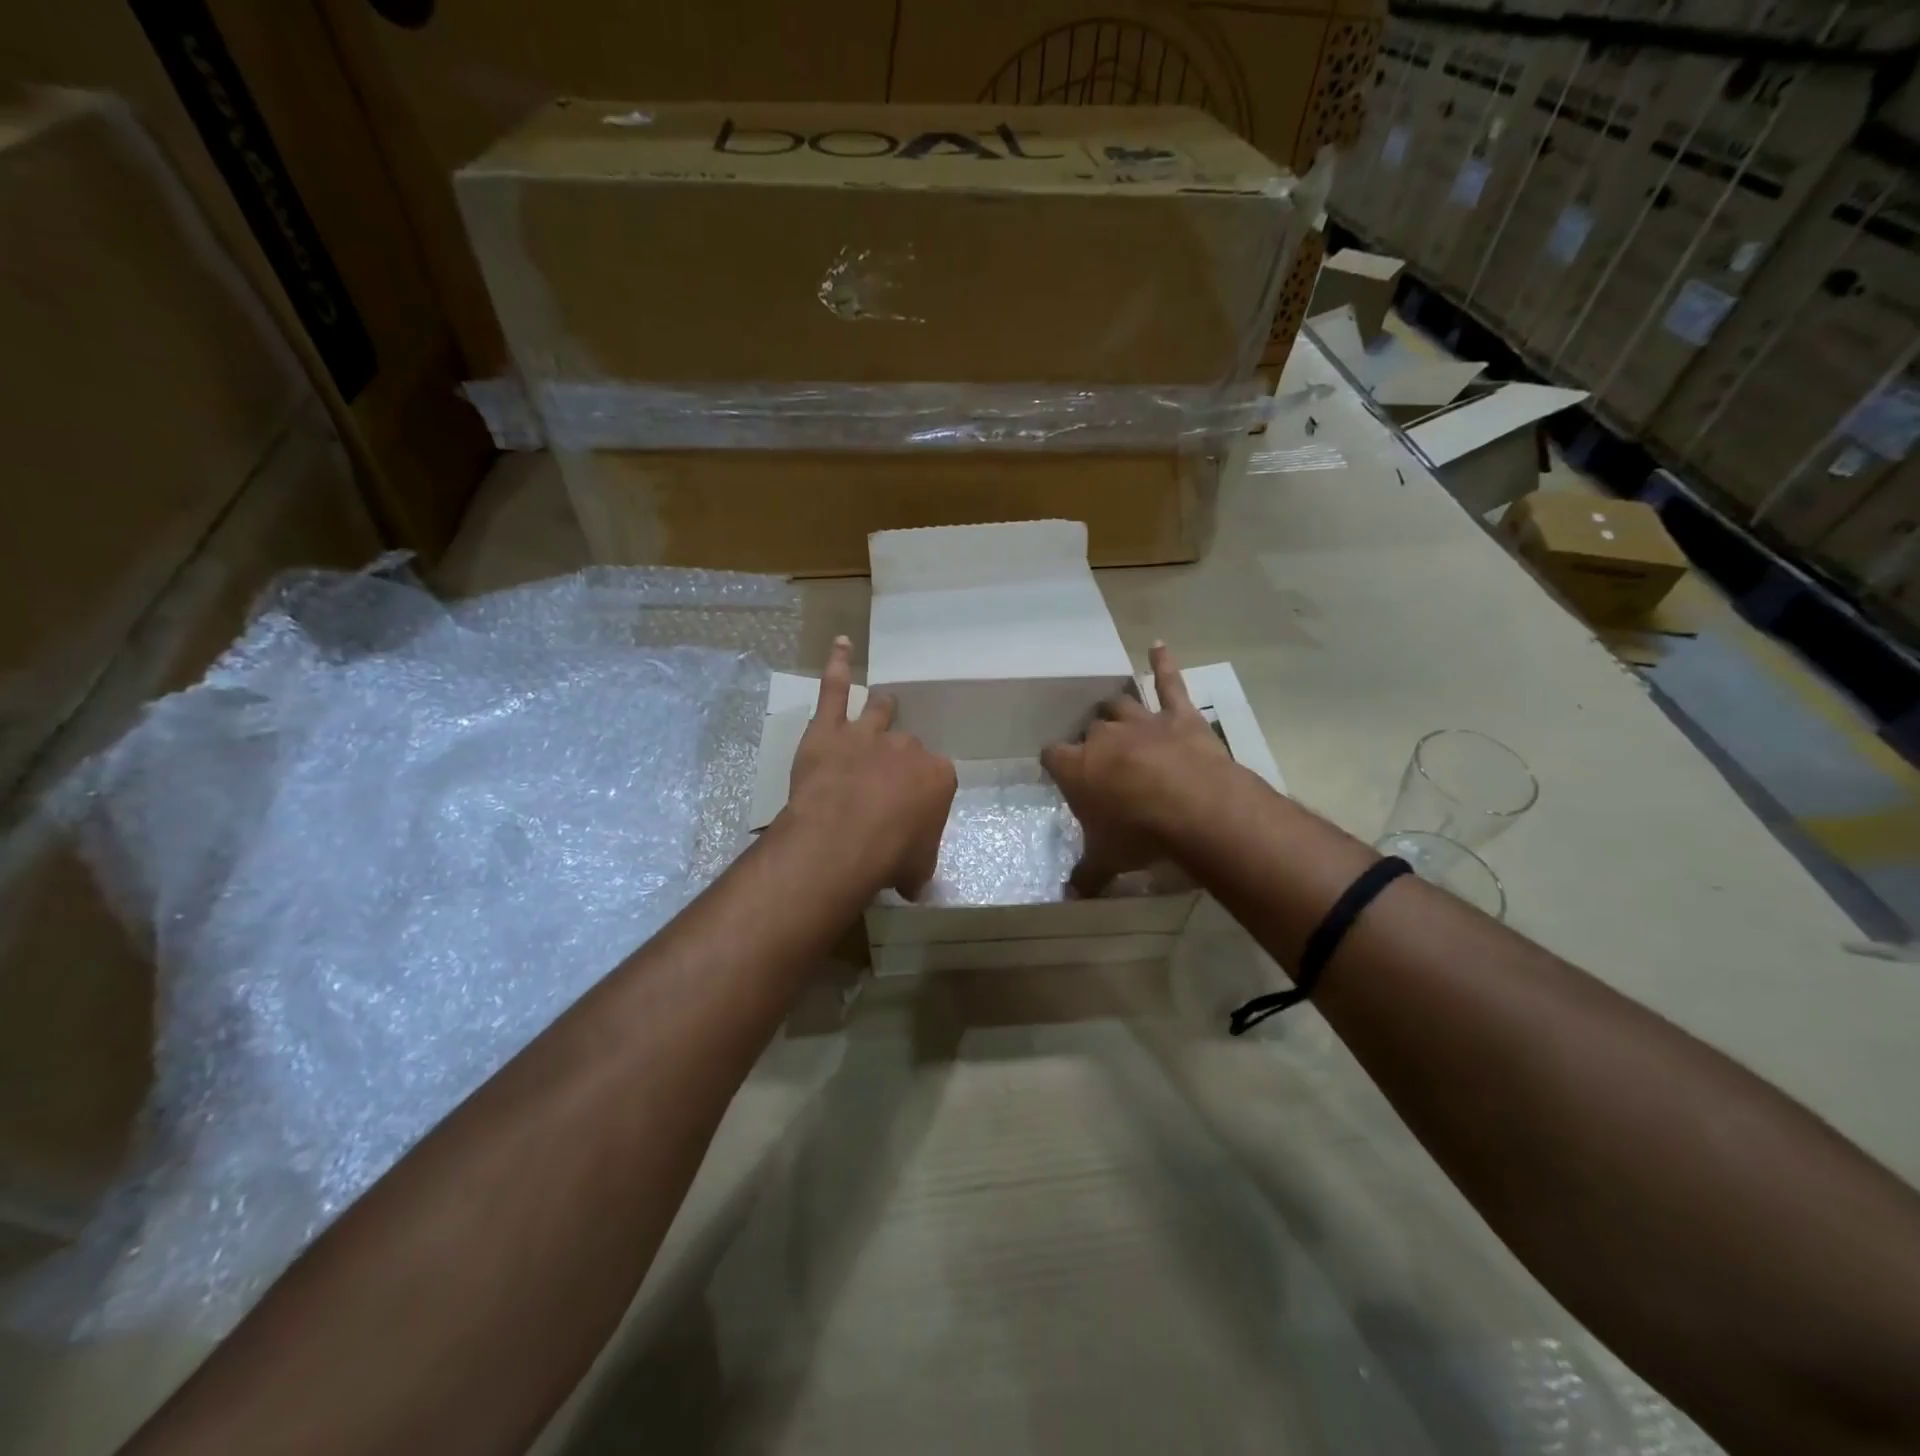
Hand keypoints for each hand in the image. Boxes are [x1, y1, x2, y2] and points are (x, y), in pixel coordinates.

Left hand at [783, 636, 956, 899]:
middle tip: (887, 781)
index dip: (922, 794)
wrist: (845, 838)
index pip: (936, 777)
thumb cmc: (891, 856)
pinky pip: (834, 688)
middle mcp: (907, 748)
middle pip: (908, 745)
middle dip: (900, 760)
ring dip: (882, 708)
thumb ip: (918, 866)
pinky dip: (838, 664)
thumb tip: (915, 882)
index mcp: (938, 776)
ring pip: (879, 711)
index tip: (912, 813)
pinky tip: (840, 643)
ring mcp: (868, 733)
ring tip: (884, 702)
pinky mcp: (830, 729)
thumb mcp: (917, 869)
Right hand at [1041, 643, 1229, 897]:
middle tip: (1097, 757)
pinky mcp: (1178, 716)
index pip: (1053, 756)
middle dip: (1091, 741)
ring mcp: (1142, 721)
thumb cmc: (1139, 834)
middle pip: (1090, 731)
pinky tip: (1157, 645)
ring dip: (1115, 709)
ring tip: (1111, 711)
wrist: (1194, 809)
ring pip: (1119, 705)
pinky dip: (1163, 664)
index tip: (1059, 772)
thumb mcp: (1107, 860)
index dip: (1056, 764)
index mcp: (1077, 766)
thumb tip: (1070, 896)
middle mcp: (1104, 737)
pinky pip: (1169, 684)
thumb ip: (1086, 875)